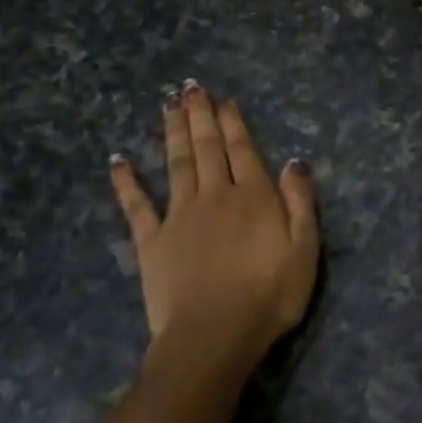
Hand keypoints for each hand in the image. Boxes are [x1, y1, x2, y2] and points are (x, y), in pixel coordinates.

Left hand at [109, 81, 319, 369]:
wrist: (213, 336)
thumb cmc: (268, 297)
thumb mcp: (304, 251)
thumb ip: (300, 203)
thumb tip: (294, 161)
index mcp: (252, 197)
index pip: (241, 149)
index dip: (232, 122)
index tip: (222, 98)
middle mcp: (214, 195)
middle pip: (206, 147)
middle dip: (199, 115)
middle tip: (189, 87)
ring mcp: (179, 216)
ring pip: (175, 163)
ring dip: (171, 132)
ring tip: (166, 105)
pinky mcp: (151, 241)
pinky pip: (136, 205)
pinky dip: (125, 181)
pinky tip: (117, 160)